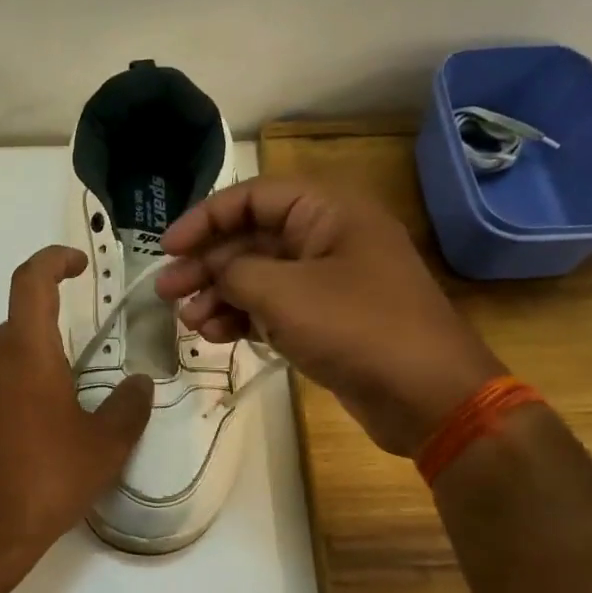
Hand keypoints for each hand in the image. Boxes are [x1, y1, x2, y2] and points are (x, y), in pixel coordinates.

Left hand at [0, 246, 152, 569]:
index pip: (32, 280)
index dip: (54, 260)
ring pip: (3, 358)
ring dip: (32, 366)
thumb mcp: (104, 446)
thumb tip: (140, 383)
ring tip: (63, 406)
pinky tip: (32, 434)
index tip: (77, 264)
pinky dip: (12, 394)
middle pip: (20, 324)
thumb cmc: (46, 479)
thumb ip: (128, 407)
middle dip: (52, 330)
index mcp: (26, 351)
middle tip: (84, 363)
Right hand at [155, 178, 503, 455]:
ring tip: (188, 322)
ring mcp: (328, 282)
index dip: (204, 218)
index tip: (167, 248)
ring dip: (219, 295)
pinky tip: (215, 336)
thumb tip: (213, 270)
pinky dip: (243, 318)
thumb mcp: (283, 293)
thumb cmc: (356, 328)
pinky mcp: (327, 320)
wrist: (425, 395)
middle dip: (206, 265)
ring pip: (259, 277)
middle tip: (166, 292)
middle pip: (251, 239)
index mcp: (327, 212)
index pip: (252, 197)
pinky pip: (274, 308)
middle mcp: (327, 238)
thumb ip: (235, 272)